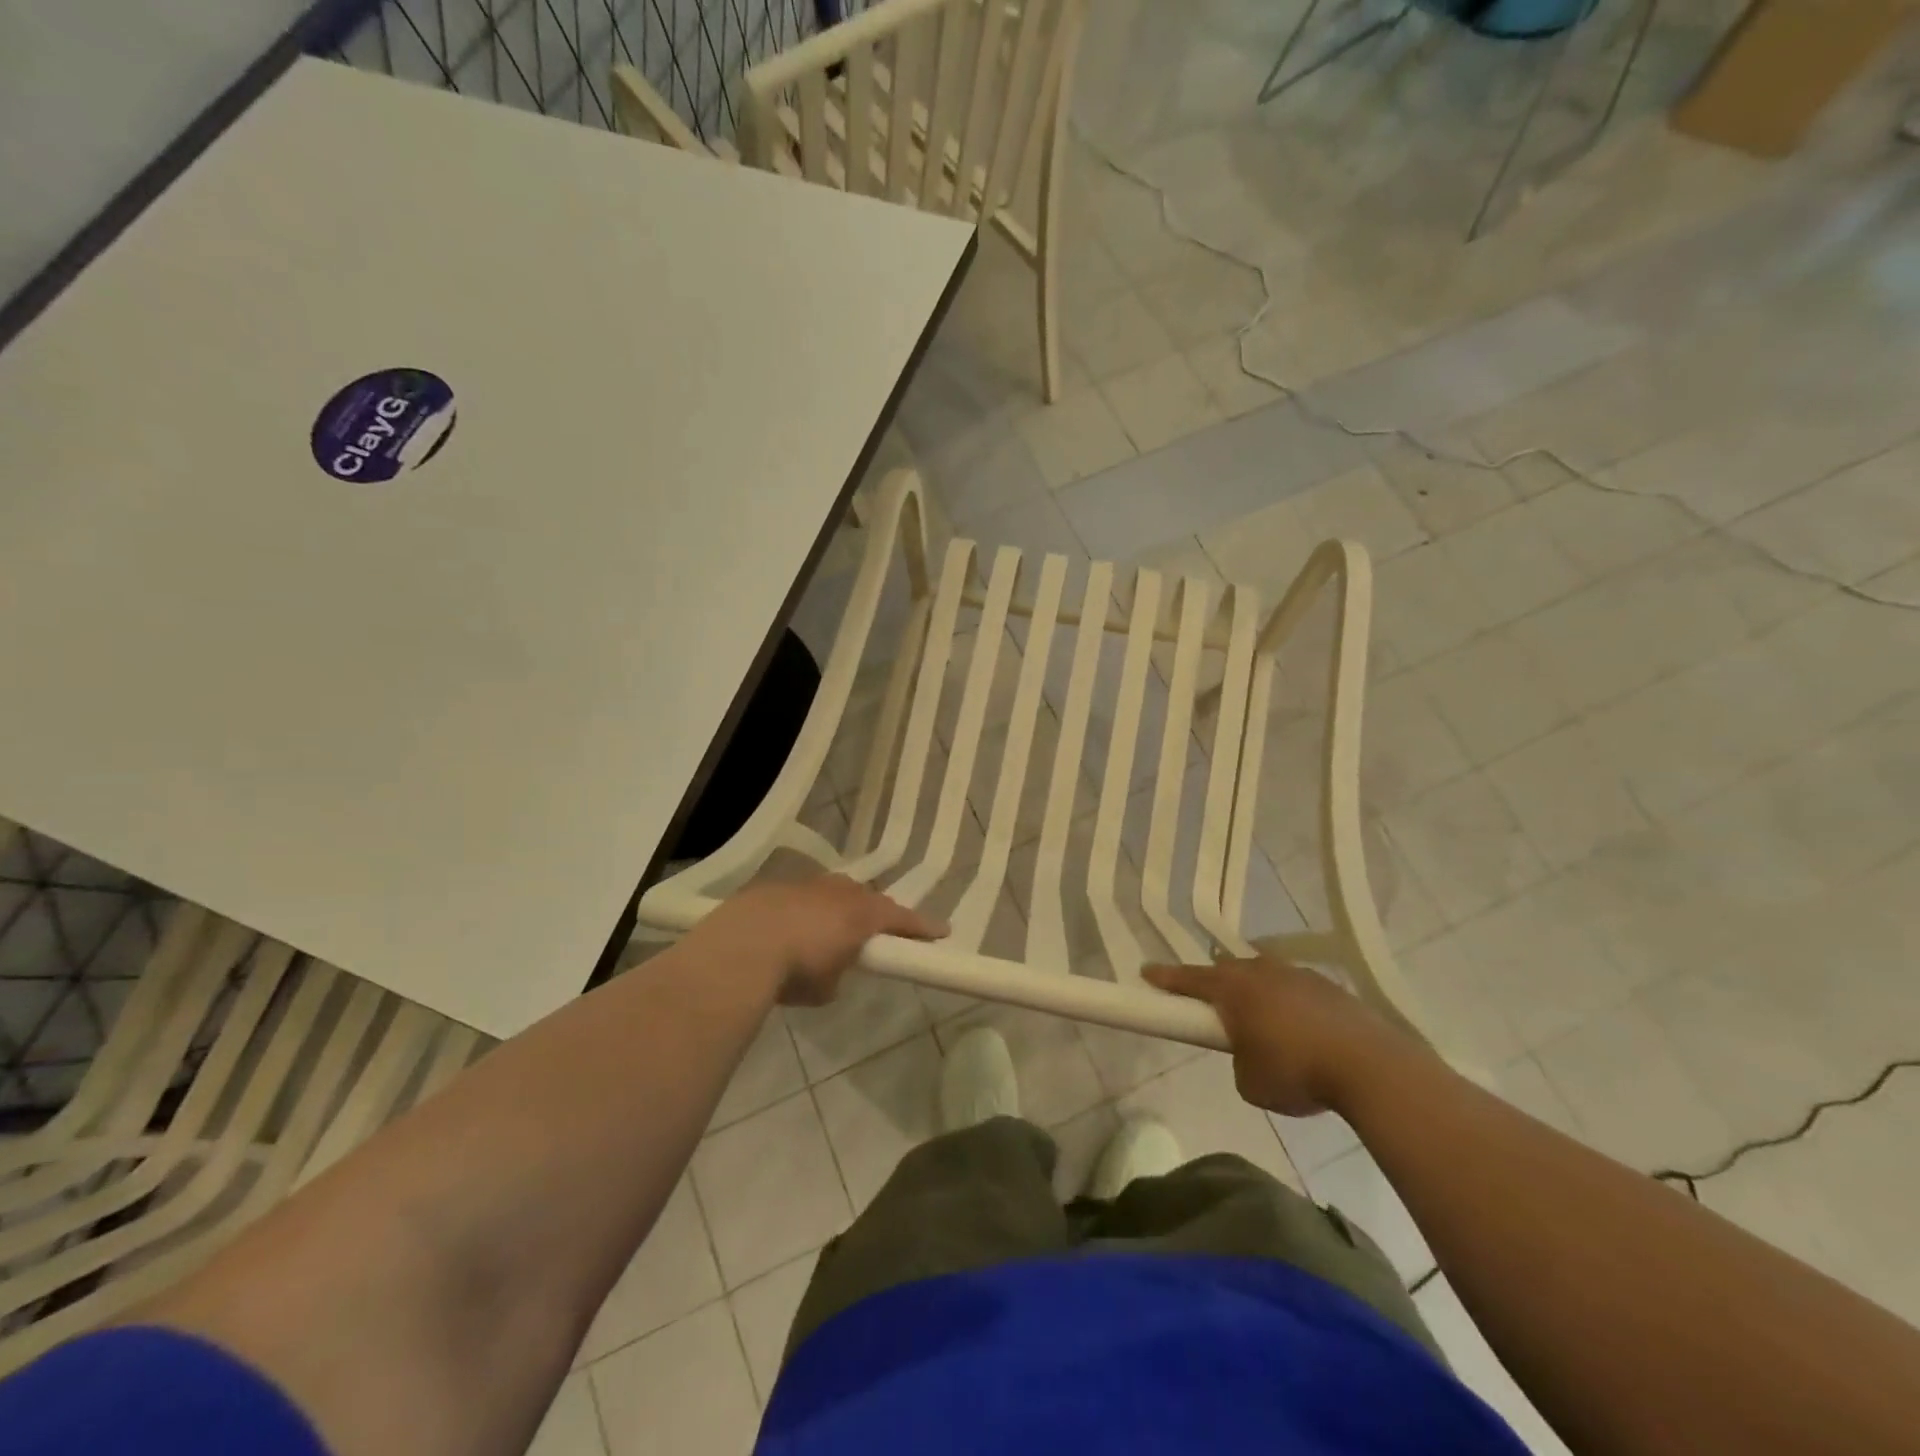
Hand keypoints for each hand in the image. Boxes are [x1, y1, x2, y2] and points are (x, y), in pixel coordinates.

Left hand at [692, 875, 945, 1006]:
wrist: (742, 945)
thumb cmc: (797, 969)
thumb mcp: (827, 986)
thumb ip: (839, 972)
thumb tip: (832, 969)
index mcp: (862, 914)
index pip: (901, 918)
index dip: (922, 927)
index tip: (942, 932)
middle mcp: (839, 892)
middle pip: (868, 898)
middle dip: (875, 913)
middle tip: (878, 930)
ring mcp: (806, 885)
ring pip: (834, 892)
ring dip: (838, 907)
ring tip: (831, 928)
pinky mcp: (776, 887)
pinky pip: (803, 897)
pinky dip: (805, 911)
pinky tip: (791, 928)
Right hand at [1144, 955, 1409, 1116]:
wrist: (1371, 1068)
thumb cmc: (1297, 1072)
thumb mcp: (1250, 1082)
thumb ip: (1239, 1061)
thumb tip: (1250, 1053)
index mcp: (1235, 990)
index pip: (1190, 979)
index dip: (1167, 978)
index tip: (1147, 972)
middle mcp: (1263, 973)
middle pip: (1228, 969)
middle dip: (1215, 982)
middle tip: (1209, 1001)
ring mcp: (1299, 976)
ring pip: (1264, 974)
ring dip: (1255, 989)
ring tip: (1258, 1016)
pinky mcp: (1330, 988)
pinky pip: (1295, 987)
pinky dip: (1288, 1001)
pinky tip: (1299, 1026)